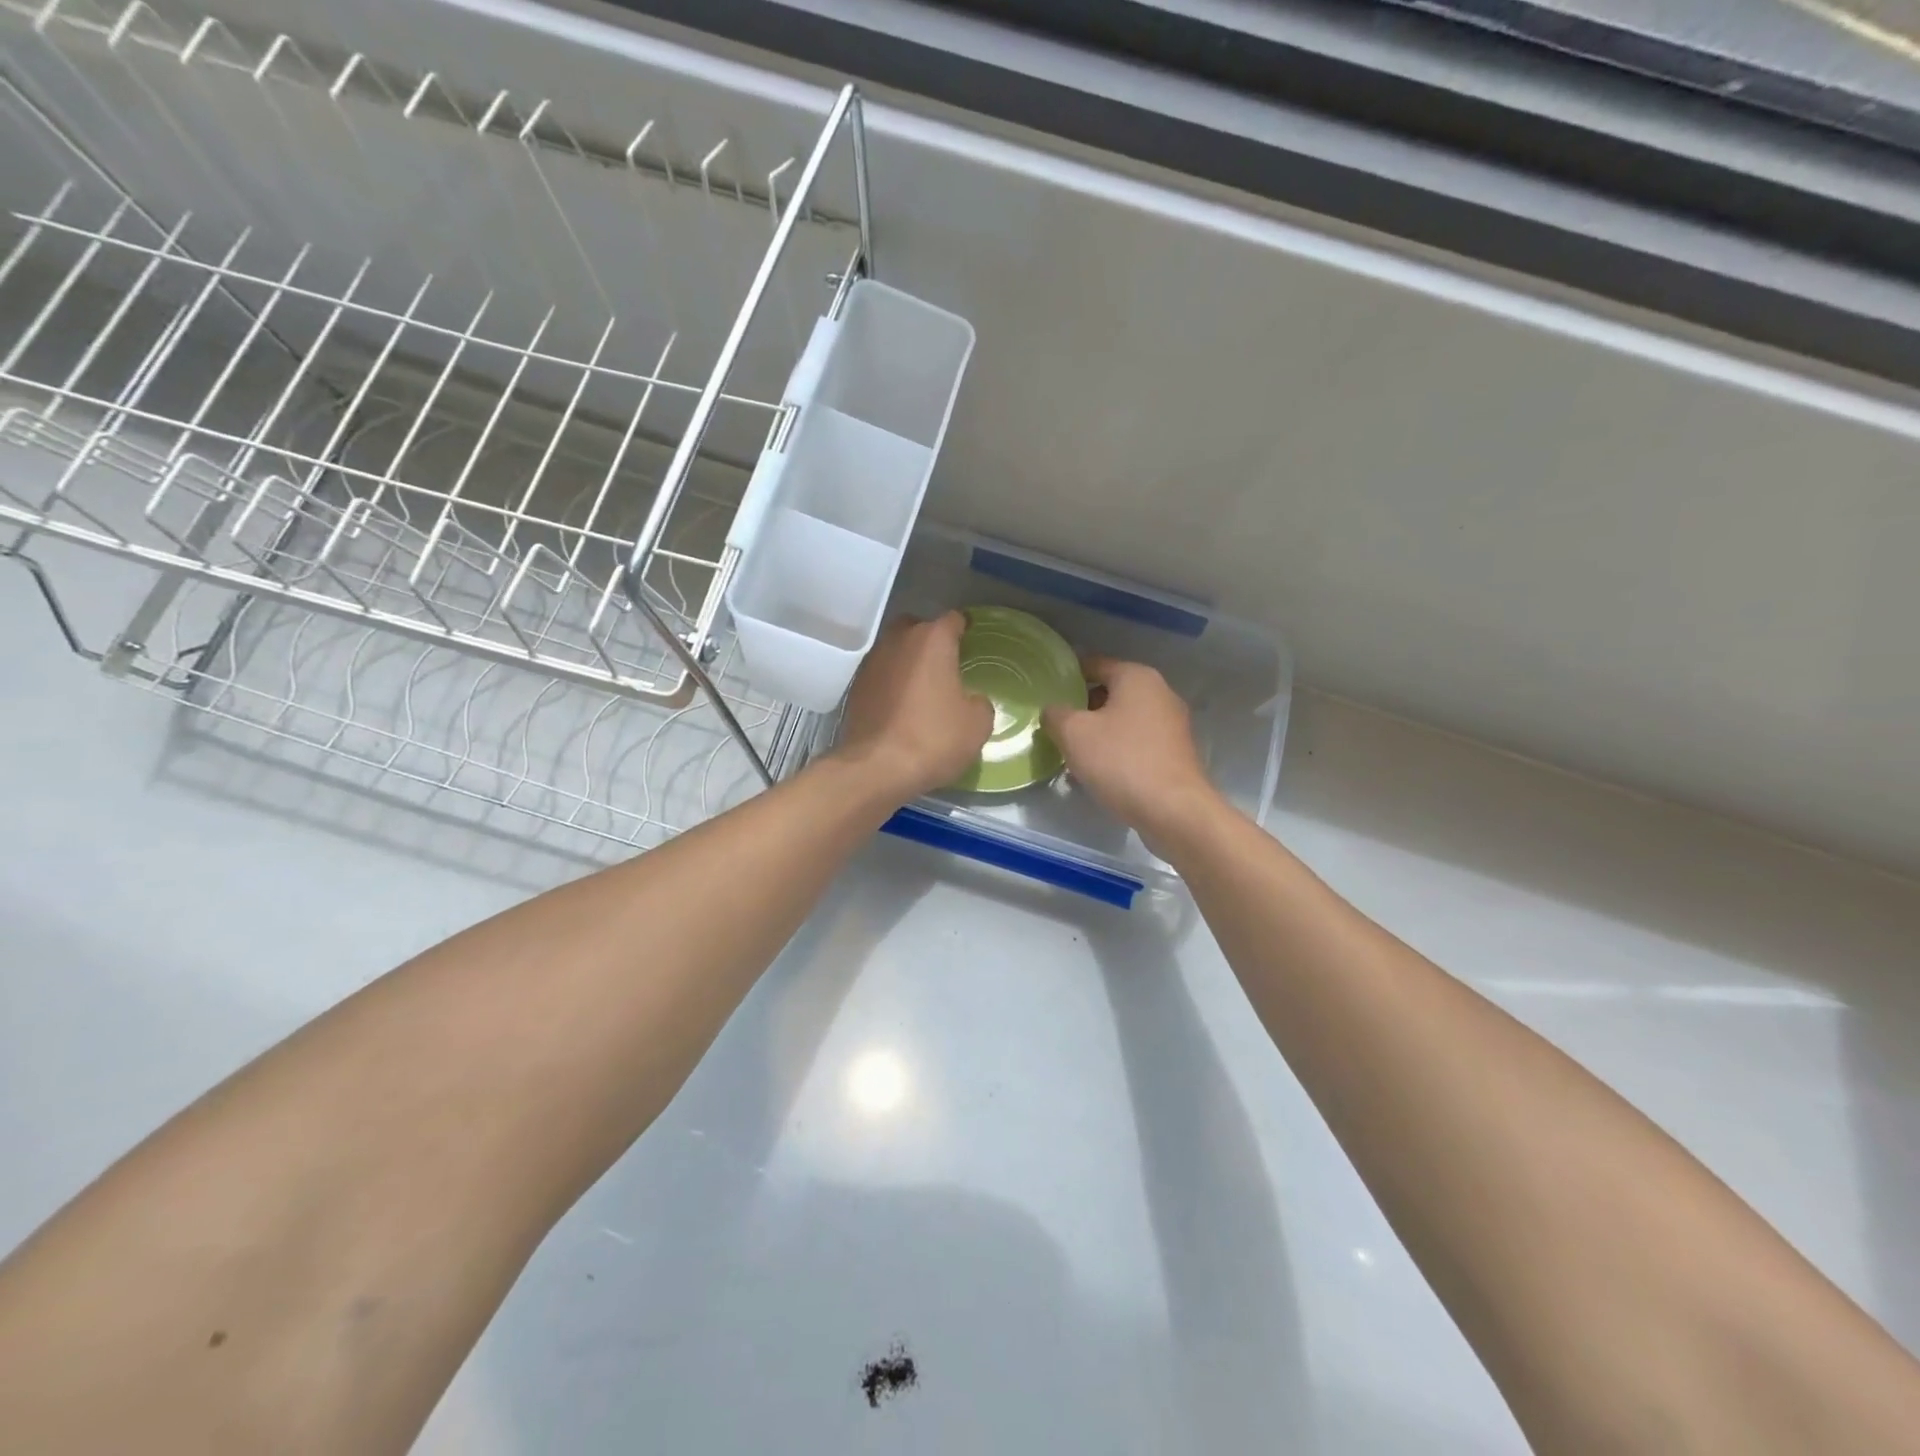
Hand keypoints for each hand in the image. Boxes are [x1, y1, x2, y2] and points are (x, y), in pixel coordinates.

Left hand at [833, 612, 993, 804]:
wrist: (875, 768)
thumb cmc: (933, 739)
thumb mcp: (977, 725)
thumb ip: (979, 703)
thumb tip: (970, 701)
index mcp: (932, 640)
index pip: (952, 620)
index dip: (964, 628)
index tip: (971, 641)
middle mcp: (898, 641)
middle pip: (917, 628)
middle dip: (930, 641)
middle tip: (945, 665)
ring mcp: (872, 663)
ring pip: (895, 651)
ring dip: (908, 663)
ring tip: (923, 688)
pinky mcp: (855, 688)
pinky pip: (881, 676)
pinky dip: (892, 684)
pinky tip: (901, 707)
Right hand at [1041, 656, 1223, 848]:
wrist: (1174, 811)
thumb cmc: (1121, 761)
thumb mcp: (1073, 733)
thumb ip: (1055, 714)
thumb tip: (1053, 710)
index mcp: (1136, 677)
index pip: (1094, 664)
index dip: (1068, 675)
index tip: (1047, 691)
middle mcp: (1160, 692)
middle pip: (1111, 691)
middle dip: (1082, 706)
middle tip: (1056, 725)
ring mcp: (1172, 723)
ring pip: (1124, 718)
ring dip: (1099, 731)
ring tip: (1073, 751)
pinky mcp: (1176, 752)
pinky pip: (1138, 741)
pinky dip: (1118, 749)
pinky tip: (1100, 770)